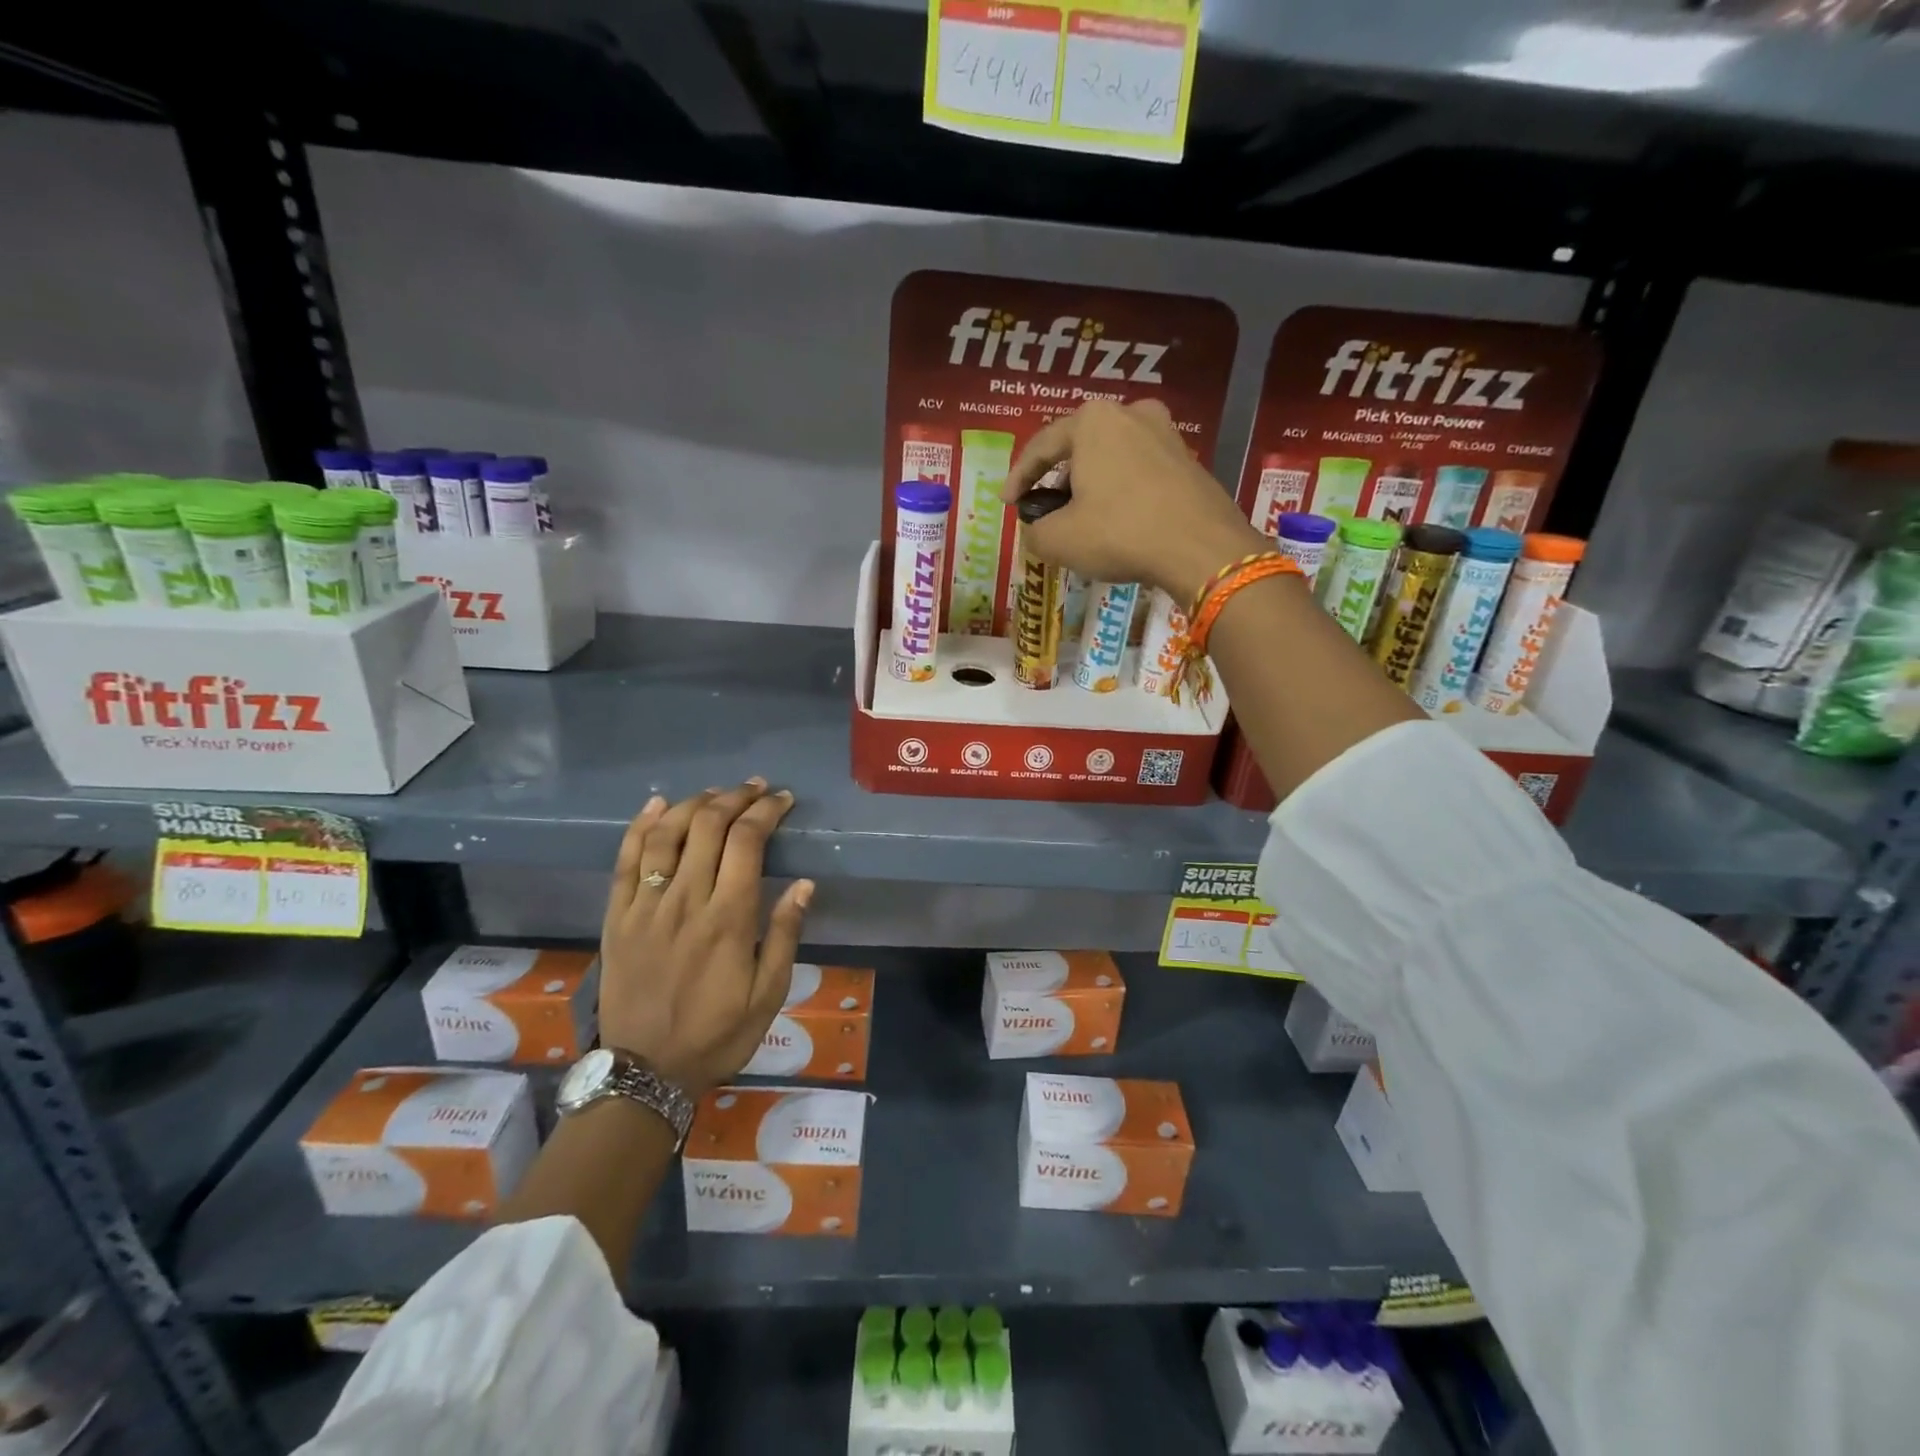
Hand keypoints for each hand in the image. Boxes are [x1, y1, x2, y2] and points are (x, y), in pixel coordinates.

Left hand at [597, 780, 812, 1097]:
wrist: (645, 1071)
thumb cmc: (716, 1034)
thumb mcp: (768, 995)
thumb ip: (784, 935)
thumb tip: (804, 884)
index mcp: (728, 918)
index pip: (747, 842)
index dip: (766, 811)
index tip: (782, 800)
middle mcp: (686, 901)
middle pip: (708, 826)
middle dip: (735, 798)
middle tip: (755, 789)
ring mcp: (645, 906)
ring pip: (666, 834)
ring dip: (694, 804)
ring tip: (716, 793)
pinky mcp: (617, 917)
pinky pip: (625, 860)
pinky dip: (641, 826)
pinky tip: (657, 805)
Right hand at [1001, 399, 1266, 606]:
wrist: (1201, 548)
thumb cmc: (1119, 533)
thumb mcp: (1058, 540)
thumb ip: (1034, 531)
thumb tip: (1037, 531)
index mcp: (1092, 421)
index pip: (1041, 447)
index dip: (1018, 478)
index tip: (1007, 502)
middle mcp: (1131, 413)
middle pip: (1079, 448)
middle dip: (1058, 480)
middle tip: (1045, 510)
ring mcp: (1166, 434)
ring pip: (1112, 458)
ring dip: (1091, 485)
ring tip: (1080, 518)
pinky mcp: (1189, 460)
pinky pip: (1140, 472)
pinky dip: (1122, 492)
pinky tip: (1117, 521)